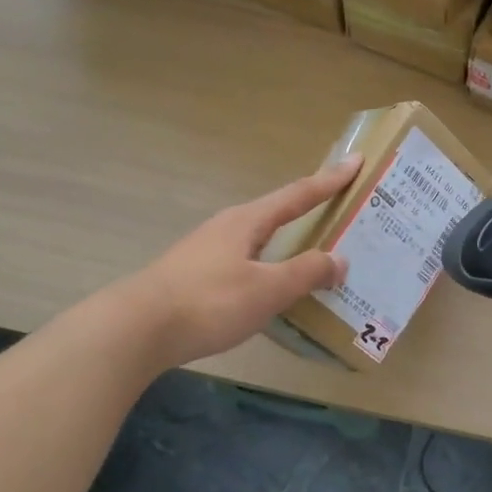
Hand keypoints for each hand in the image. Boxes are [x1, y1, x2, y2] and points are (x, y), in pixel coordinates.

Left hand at [132, 158, 361, 368]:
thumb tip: (339, 260)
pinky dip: (271, 266)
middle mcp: (229, 227)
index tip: (356, 162)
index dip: (330, 180)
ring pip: (262, 240)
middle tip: (343, 212)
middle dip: (312, 210)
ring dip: (290, 242)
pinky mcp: (197, 276)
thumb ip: (306, 273)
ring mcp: (209, 251)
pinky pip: (248, 262)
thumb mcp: (266, 289)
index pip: (299, 194)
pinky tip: (274, 287)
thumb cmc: (208, 301)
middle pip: (279, 212)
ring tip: (316, 255)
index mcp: (248, 221)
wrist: (135, 329)